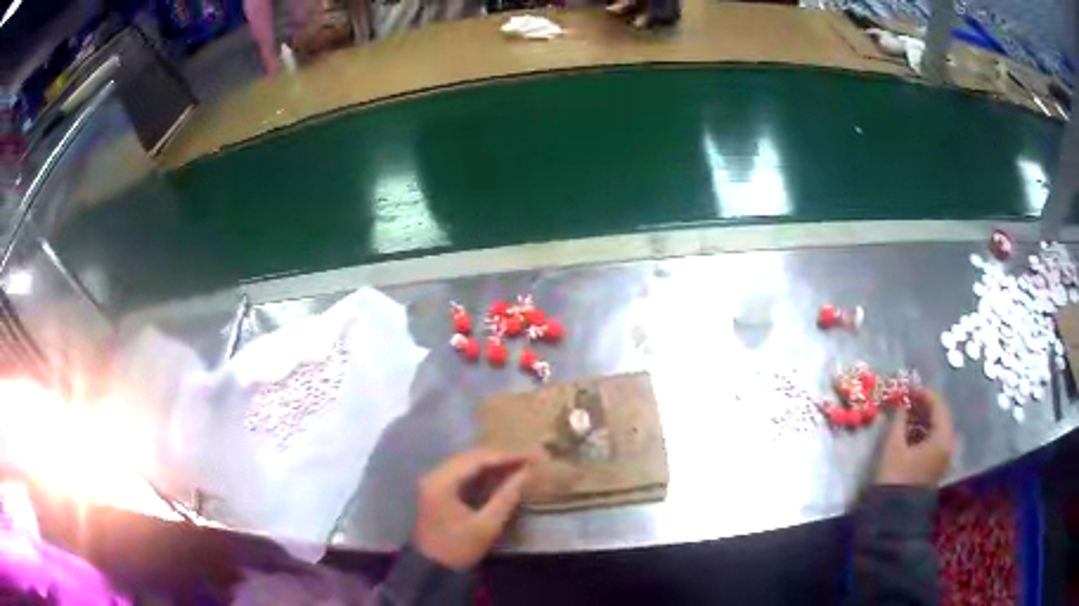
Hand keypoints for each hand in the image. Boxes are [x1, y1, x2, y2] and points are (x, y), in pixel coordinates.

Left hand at [414, 448, 532, 570]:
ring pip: (465, 464)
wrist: (431, 568)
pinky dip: (480, 473)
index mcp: (442, 482)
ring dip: (490, 464)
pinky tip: (498, 476)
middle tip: (525, 459)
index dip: (505, 457)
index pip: (476, 460)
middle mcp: (434, 476)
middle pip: (469, 457)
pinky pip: (460, 474)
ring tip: (516, 466)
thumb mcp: (486, 526)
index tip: (528, 457)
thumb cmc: (458, 548)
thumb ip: (506, 497)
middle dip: (498, 458)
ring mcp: (433, 482)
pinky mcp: (436, 491)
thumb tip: (525, 474)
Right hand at [876, 390, 954, 486]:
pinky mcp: (935, 468)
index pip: (938, 405)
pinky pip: (933, 443)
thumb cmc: (895, 477)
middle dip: (923, 407)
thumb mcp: (893, 446)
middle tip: (906, 401)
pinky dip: (922, 434)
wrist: (893, 516)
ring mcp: (943, 459)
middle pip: (939, 417)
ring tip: (904, 417)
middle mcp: (947, 445)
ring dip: (922, 420)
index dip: (923, 393)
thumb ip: (899, 420)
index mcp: (942, 437)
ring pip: (936, 430)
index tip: (907, 389)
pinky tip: (908, 434)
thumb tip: (901, 402)